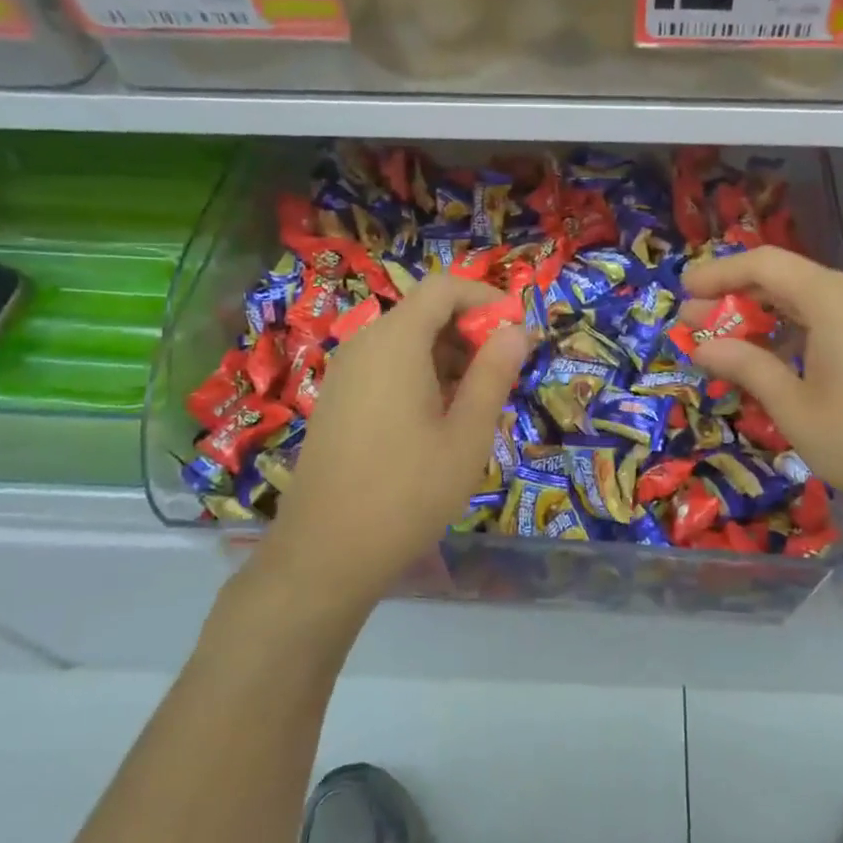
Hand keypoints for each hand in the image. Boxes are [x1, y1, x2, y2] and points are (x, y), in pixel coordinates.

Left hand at [244, 274, 533, 615]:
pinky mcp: (338, 399)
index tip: (518, 332)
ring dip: (449, 356)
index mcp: (396, 342)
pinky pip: (387, 366)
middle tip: (504, 375)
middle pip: (425, 312)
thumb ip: (494, 374)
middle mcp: (364, 344)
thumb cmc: (407, 492)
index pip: (444, 287)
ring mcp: (346, 372)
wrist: (324, 555)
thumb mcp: (467, 435)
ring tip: (477, 403)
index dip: (486, 298)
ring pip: (407, 340)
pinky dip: (422, 375)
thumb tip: (516, 332)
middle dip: (471, 332)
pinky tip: (440, 420)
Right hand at [684, 246, 842, 538]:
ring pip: (812, 301)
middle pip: (787, 279)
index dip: (718, 274)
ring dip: (767, 318)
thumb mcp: (794, 408)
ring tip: (731, 347)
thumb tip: (703, 346)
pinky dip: (800, 331)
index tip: (683, 293)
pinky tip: (782, 362)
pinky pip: (837, 319)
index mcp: (834, 298)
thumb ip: (746, 366)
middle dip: (737, 299)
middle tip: (696, 326)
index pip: (764, 264)